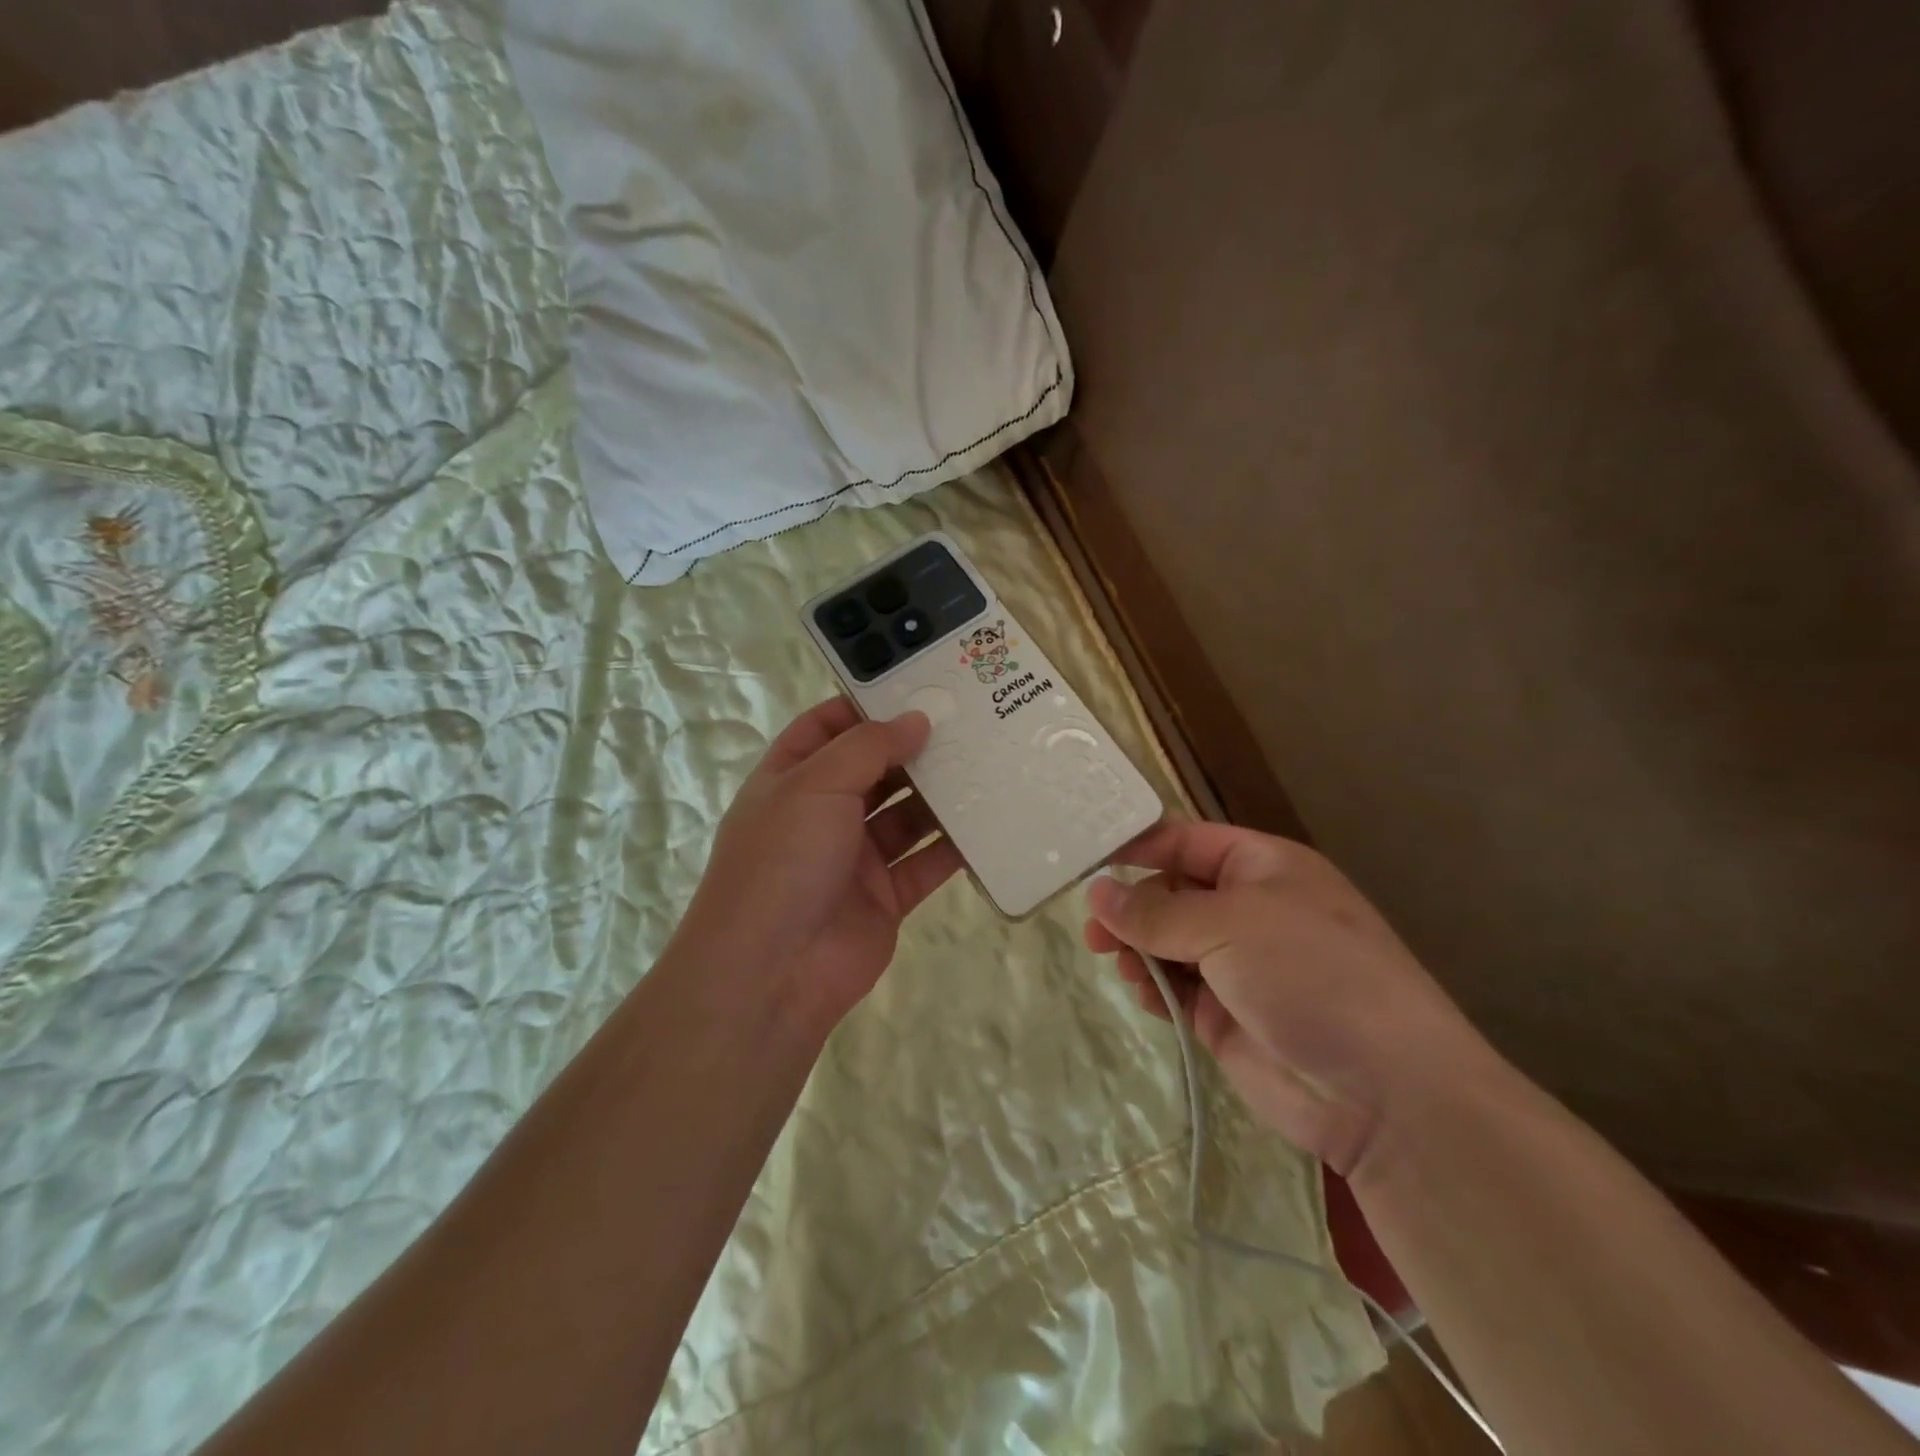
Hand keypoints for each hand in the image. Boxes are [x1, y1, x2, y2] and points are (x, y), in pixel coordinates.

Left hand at [673, 698, 963, 1029]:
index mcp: (791, 780)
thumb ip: (868, 748)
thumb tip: (917, 719)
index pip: (826, 728)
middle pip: (874, 770)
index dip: (865, 707)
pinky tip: (990, 821)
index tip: (916, 689)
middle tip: (968, 723)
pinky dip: (954, 846)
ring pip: (905, 816)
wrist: (772, 973)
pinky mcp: (885, 897)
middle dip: (914, 749)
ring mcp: (854, 858)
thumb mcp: (815, 785)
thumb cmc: (783, 861)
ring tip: (987, 763)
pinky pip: (926, 863)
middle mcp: (822, 814)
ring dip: (940, 795)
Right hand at [1083, 821, 1493, 1177]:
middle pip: (1173, 893)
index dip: (1140, 846)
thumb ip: (1156, 912)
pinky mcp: (1227, 1015)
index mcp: (1264, 867)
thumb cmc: (1312, 974)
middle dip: (1133, 906)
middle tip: (1094, 929)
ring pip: (1169, 942)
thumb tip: (1097, 893)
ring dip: (1138, 948)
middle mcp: (1250, 910)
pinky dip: (1154, 987)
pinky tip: (1142, 994)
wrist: (1384, 1092)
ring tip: (1114, 961)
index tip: (1089, 859)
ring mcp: (1239, 965)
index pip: (1188, 841)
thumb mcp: (1230, 925)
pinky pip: (1176, 988)